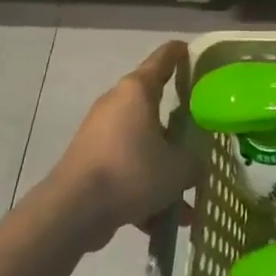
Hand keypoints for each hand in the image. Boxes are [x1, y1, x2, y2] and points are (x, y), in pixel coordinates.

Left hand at [44, 40, 201, 251]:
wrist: (73, 210)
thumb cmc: (131, 172)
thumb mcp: (178, 168)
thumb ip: (194, 162)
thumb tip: (195, 164)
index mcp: (137, 91)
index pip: (163, 59)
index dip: (180, 53)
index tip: (193, 52)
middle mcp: (116, 104)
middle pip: (153, 105)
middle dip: (178, 126)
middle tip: (201, 134)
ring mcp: (100, 134)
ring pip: (142, 144)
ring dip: (163, 168)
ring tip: (187, 202)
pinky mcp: (90, 162)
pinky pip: (127, 169)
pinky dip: (143, 189)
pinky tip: (161, 222)